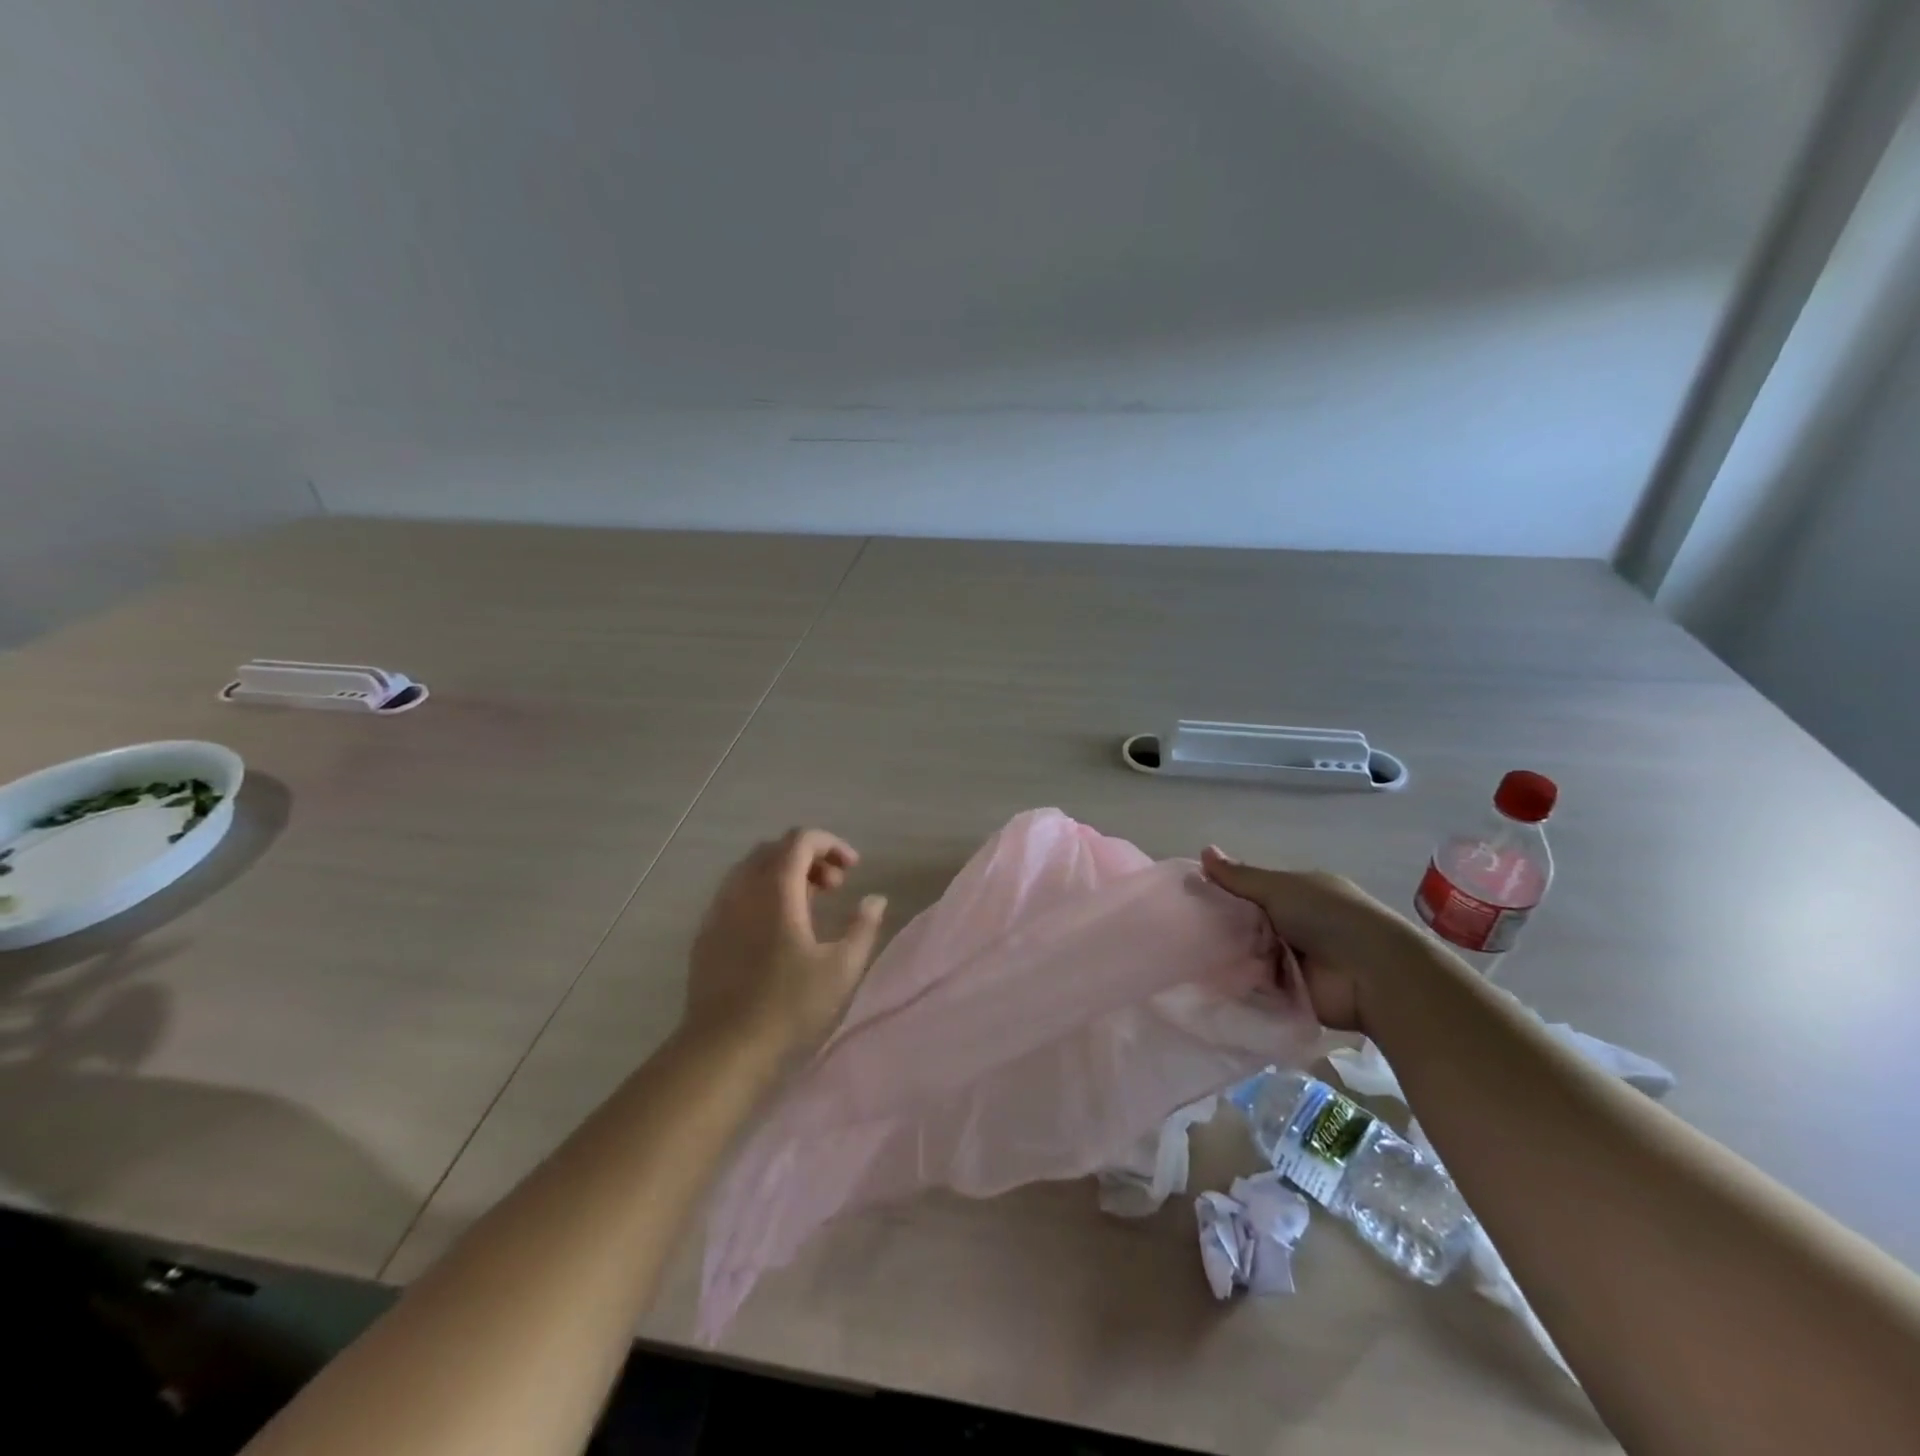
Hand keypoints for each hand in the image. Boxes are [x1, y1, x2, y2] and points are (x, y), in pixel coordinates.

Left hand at [685, 828, 887, 1059]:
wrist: (723, 1048)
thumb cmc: (788, 1005)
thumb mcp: (841, 968)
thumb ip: (863, 926)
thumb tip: (875, 899)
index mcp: (775, 889)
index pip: (800, 840)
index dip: (830, 844)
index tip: (853, 868)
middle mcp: (742, 889)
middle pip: (775, 849)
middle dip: (809, 857)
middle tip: (835, 887)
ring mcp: (718, 911)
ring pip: (752, 870)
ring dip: (784, 874)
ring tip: (809, 906)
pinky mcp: (706, 934)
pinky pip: (736, 893)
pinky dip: (762, 893)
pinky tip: (777, 929)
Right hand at [1201, 847, 1426, 1033]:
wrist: (1371, 974)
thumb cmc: (1327, 917)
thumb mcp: (1280, 888)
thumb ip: (1240, 877)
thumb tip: (1204, 851)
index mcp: (1297, 894)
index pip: (1251, 891)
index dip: (1223, 893)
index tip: (1189, 897)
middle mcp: (1295, 926)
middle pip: (1247, 925)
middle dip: (1221, 928)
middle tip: (1183, 930)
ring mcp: (1294, 962)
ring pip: (1249, 956)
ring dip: (1228, 957)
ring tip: (1187, 956)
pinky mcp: (1291, 994)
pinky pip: (1256, 987)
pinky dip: (1238, 985)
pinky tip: (1205, 981)